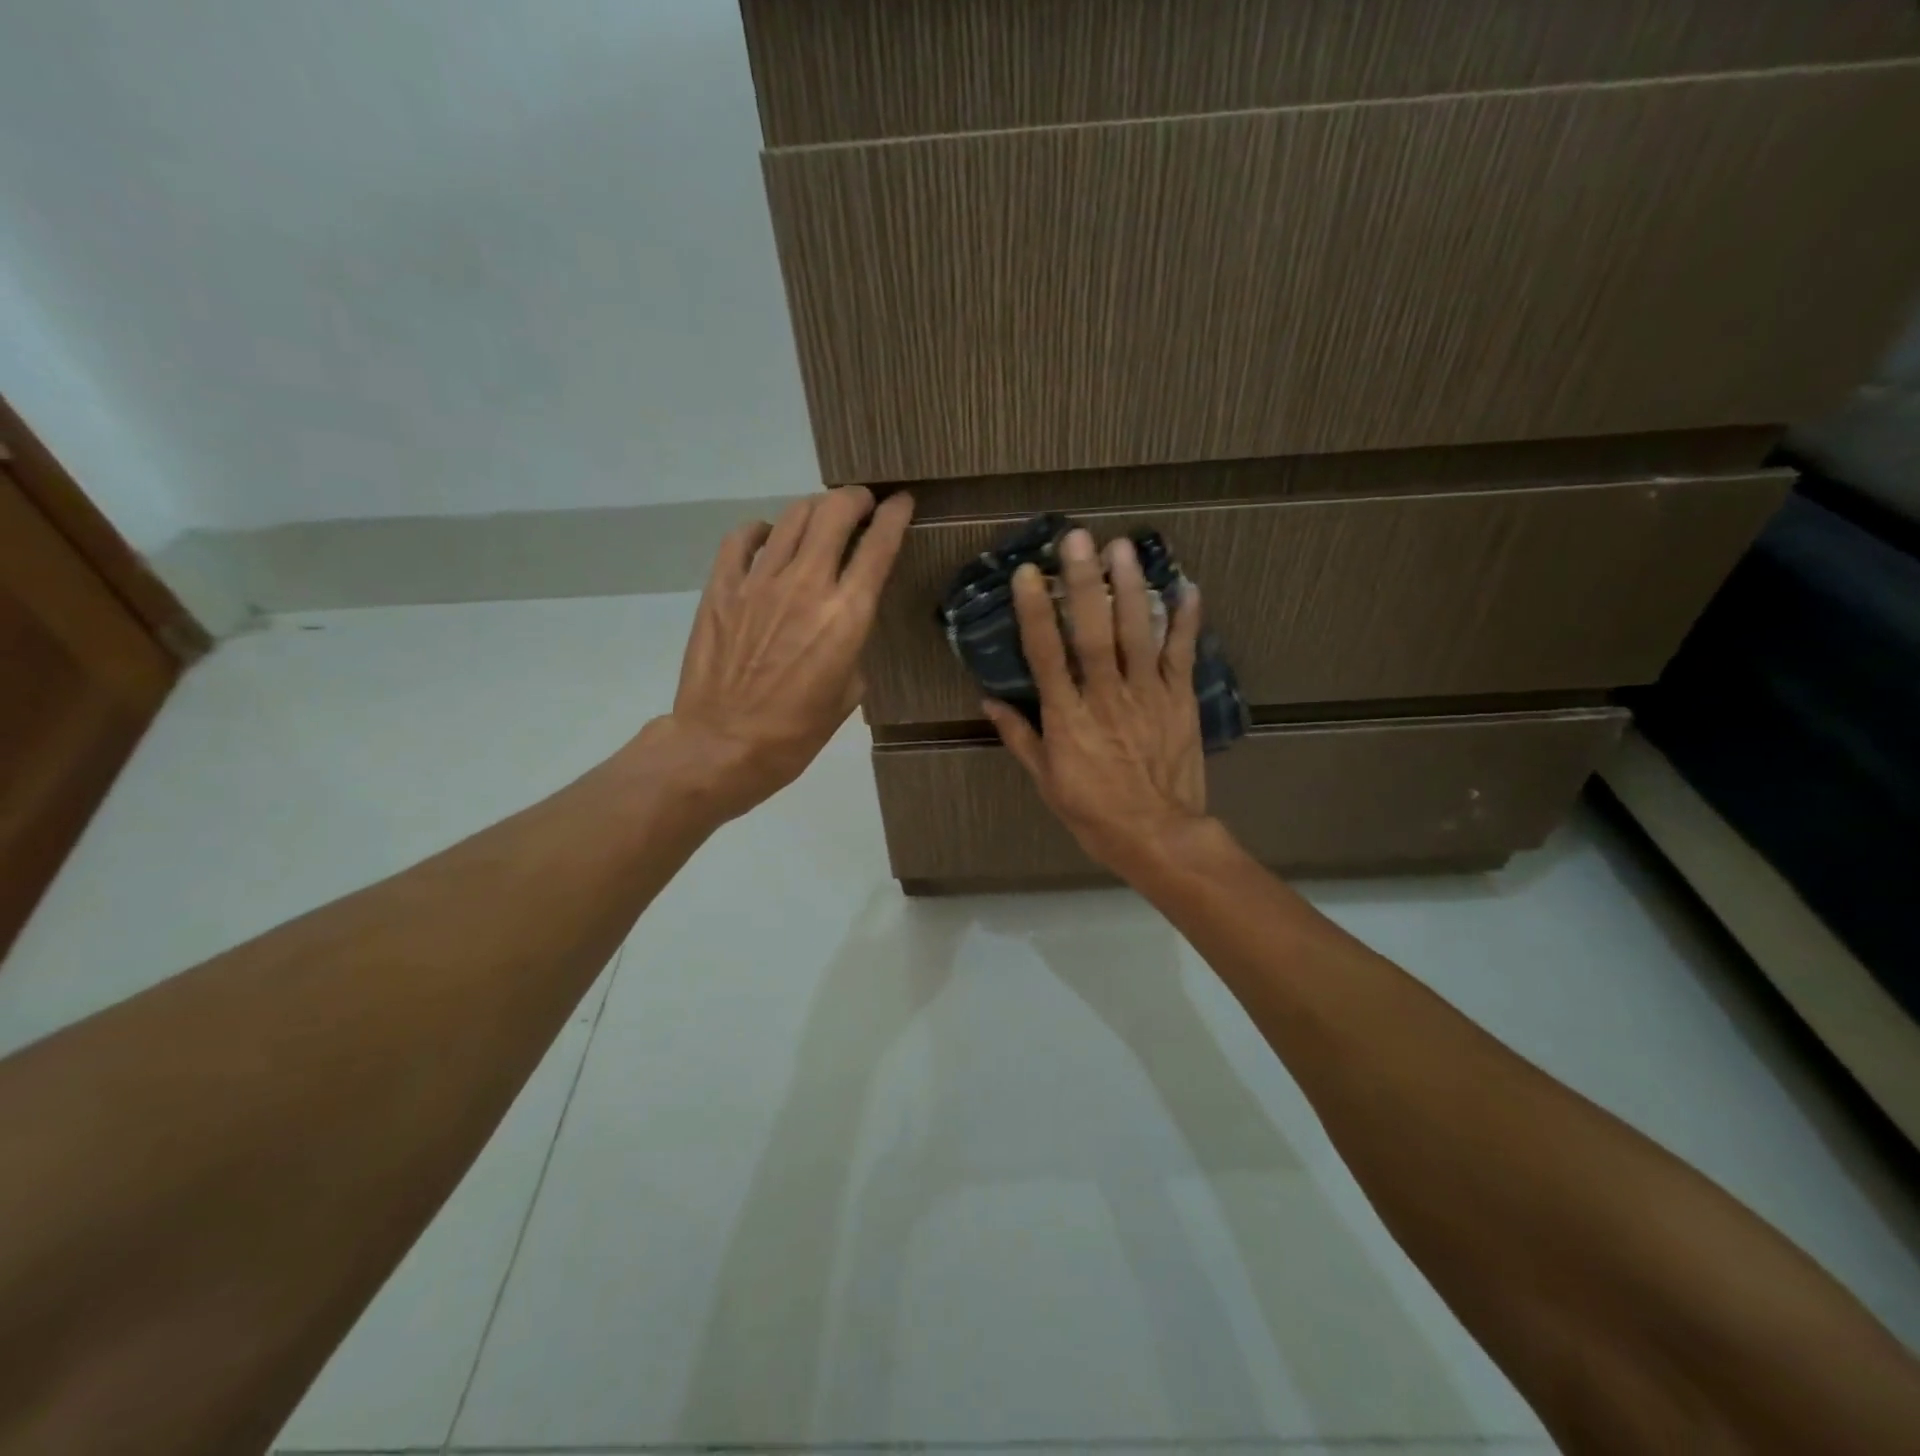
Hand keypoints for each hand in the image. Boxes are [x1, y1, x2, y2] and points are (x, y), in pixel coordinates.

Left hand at [654, 486, 912, 821]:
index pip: (879, 545)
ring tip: (820, 518)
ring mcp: (759, 582)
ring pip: (792, 517)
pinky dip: (763, 530)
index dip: (895, 515)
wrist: (723, 745)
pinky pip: (743, 538)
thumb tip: (843, 620)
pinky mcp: (722, 587)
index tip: (902, 501)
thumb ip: (852, 643)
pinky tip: (768, 540)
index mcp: (846, 616)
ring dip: (814, 510)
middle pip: (834, 513)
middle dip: (854, 499)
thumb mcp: (849, 692)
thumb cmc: (796, 732)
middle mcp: (806, 585)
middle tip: (861, 504)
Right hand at [981, 527, 1211, 876]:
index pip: (1046, 655)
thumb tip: (988, 701)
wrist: (1158, 835)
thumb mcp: (1046, 781)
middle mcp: (1106, 697)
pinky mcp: (1180, 700)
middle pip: (1094, 632)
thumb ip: (1020, 737)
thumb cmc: (1094, 812)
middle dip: (1085, 583)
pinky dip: (1186, 620)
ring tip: (1123, 548)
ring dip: (1131, 588)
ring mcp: (1147, 695)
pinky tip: (1186, 587)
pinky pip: (1182, 654)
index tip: (1027, 574)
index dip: (1035, 612)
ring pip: (1138, 633)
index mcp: (1068, 717)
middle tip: (1079, 539)